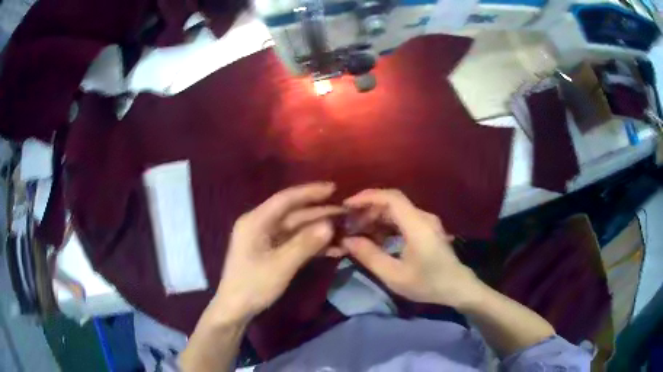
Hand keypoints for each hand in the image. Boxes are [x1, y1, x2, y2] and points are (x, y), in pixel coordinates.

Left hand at [211, 183, 341, 323]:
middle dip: (320, 214)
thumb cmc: (253, 286)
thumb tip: (330, 224)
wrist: (236, 309)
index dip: (310, 192)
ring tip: (345, 232)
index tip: (334, 188)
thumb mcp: (281, 266)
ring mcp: (266, 238)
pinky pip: (295, 242)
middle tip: (346, 214)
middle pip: (294, 214)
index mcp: (256, 221)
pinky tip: (333, 249)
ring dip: (319, 231)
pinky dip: (313, 245)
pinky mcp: (272, 251)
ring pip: (297, 229)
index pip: (285, 199)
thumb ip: (305, 244)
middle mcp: (260, 224)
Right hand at [341, 189, 481, 307]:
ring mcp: (427, 221)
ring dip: (376, 216)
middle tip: (349, 223)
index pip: (391, 198)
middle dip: (368, 209)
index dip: (367, 197)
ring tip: (358, 230)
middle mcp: (423, 217)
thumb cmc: (428, 284)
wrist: (457, 287)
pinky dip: (386, 223)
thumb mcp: (394, 276)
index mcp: (418, 226)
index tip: (346, 205)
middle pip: (392, 202)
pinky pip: (403, 218)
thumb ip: (370, 256)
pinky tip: (375, 237)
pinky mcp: (427, 228)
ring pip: (397, 210)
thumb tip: (347, 240)